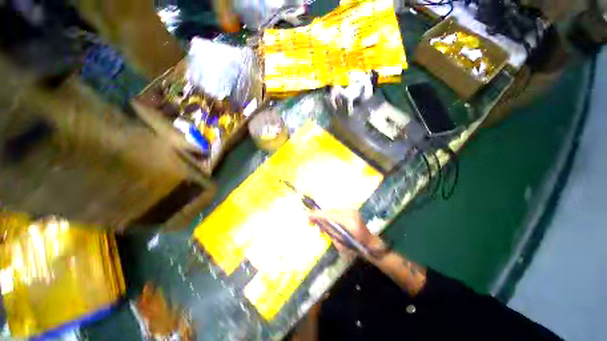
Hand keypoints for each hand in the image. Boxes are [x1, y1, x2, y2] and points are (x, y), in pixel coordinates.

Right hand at [308, 210, 385, 257]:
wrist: (371, 245)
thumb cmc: (356, 249)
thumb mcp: (340, 243)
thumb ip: (329, 231)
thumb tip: (319, 224)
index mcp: (349, 222)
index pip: (329, 215)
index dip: (318, 215)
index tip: (308, 215)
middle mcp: (351, 213)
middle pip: (330, 211)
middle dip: (320, 215)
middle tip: (311, 221)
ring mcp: (352, 211)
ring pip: (333, 211)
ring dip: (325, 216)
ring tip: (320, 225)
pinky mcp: (351, 211)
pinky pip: (337, 212)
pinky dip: (331, 216)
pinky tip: (329, 222)